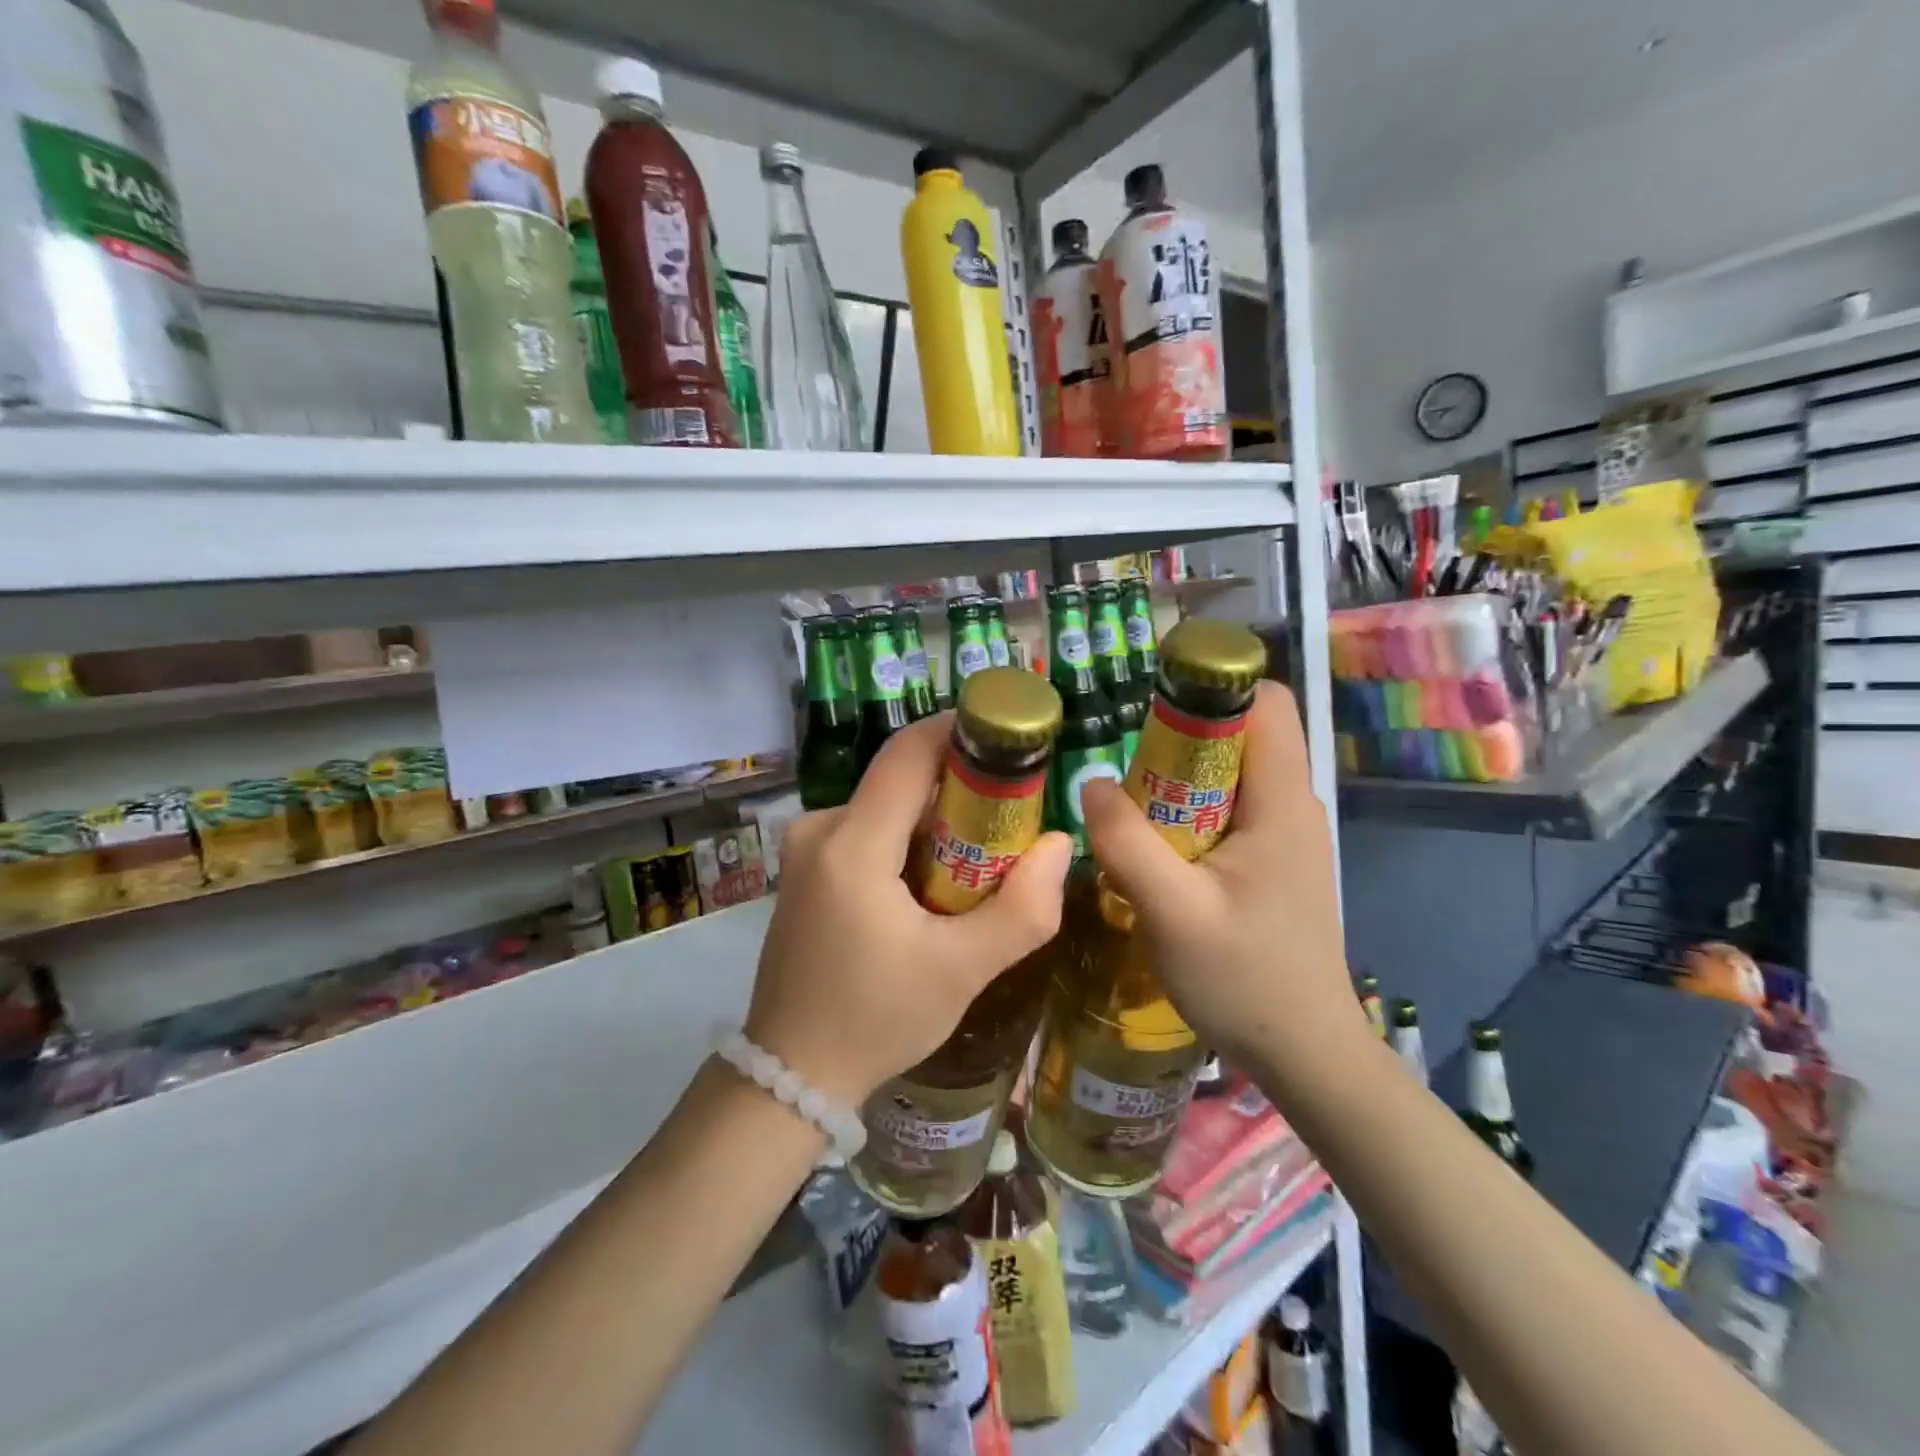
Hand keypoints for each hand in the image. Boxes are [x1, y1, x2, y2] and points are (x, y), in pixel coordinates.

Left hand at [745, 712, 1072, 1106]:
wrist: (791, 1074)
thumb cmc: (876, 1020)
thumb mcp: (962, 971)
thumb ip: (1023, 910)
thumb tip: (1060, 844)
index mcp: (851, 844)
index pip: (908, 753)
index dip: (960, 732)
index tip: (1009, 738)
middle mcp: (819, 829)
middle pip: (902, 780)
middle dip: (961, 789)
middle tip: (1014, 819)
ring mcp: (806, 849)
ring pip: (887, 806)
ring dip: (937, 821)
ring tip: (983, 862)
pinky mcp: (806, 869)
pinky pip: (867, 831)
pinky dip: (908, 842)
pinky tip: (935, 885)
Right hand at [1080, 681, 1365, 1081]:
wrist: (1306, 1054)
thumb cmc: (1246, 980)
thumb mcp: (1173, 912)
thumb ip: (1127, 842)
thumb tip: (1090, 782)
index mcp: (1281, 802)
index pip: (1265, 701)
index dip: (1213, 684)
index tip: (1151, 701)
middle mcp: (1291, 806)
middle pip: (1242, 733)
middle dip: (1182, 732)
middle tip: (1123, 759)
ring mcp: (1284, 836)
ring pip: (1231, 774)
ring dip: (1179, 775)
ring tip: (1128, 800)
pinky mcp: (1271, 863)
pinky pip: (1228, 810)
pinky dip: (1188, 809)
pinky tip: (1152, 843)